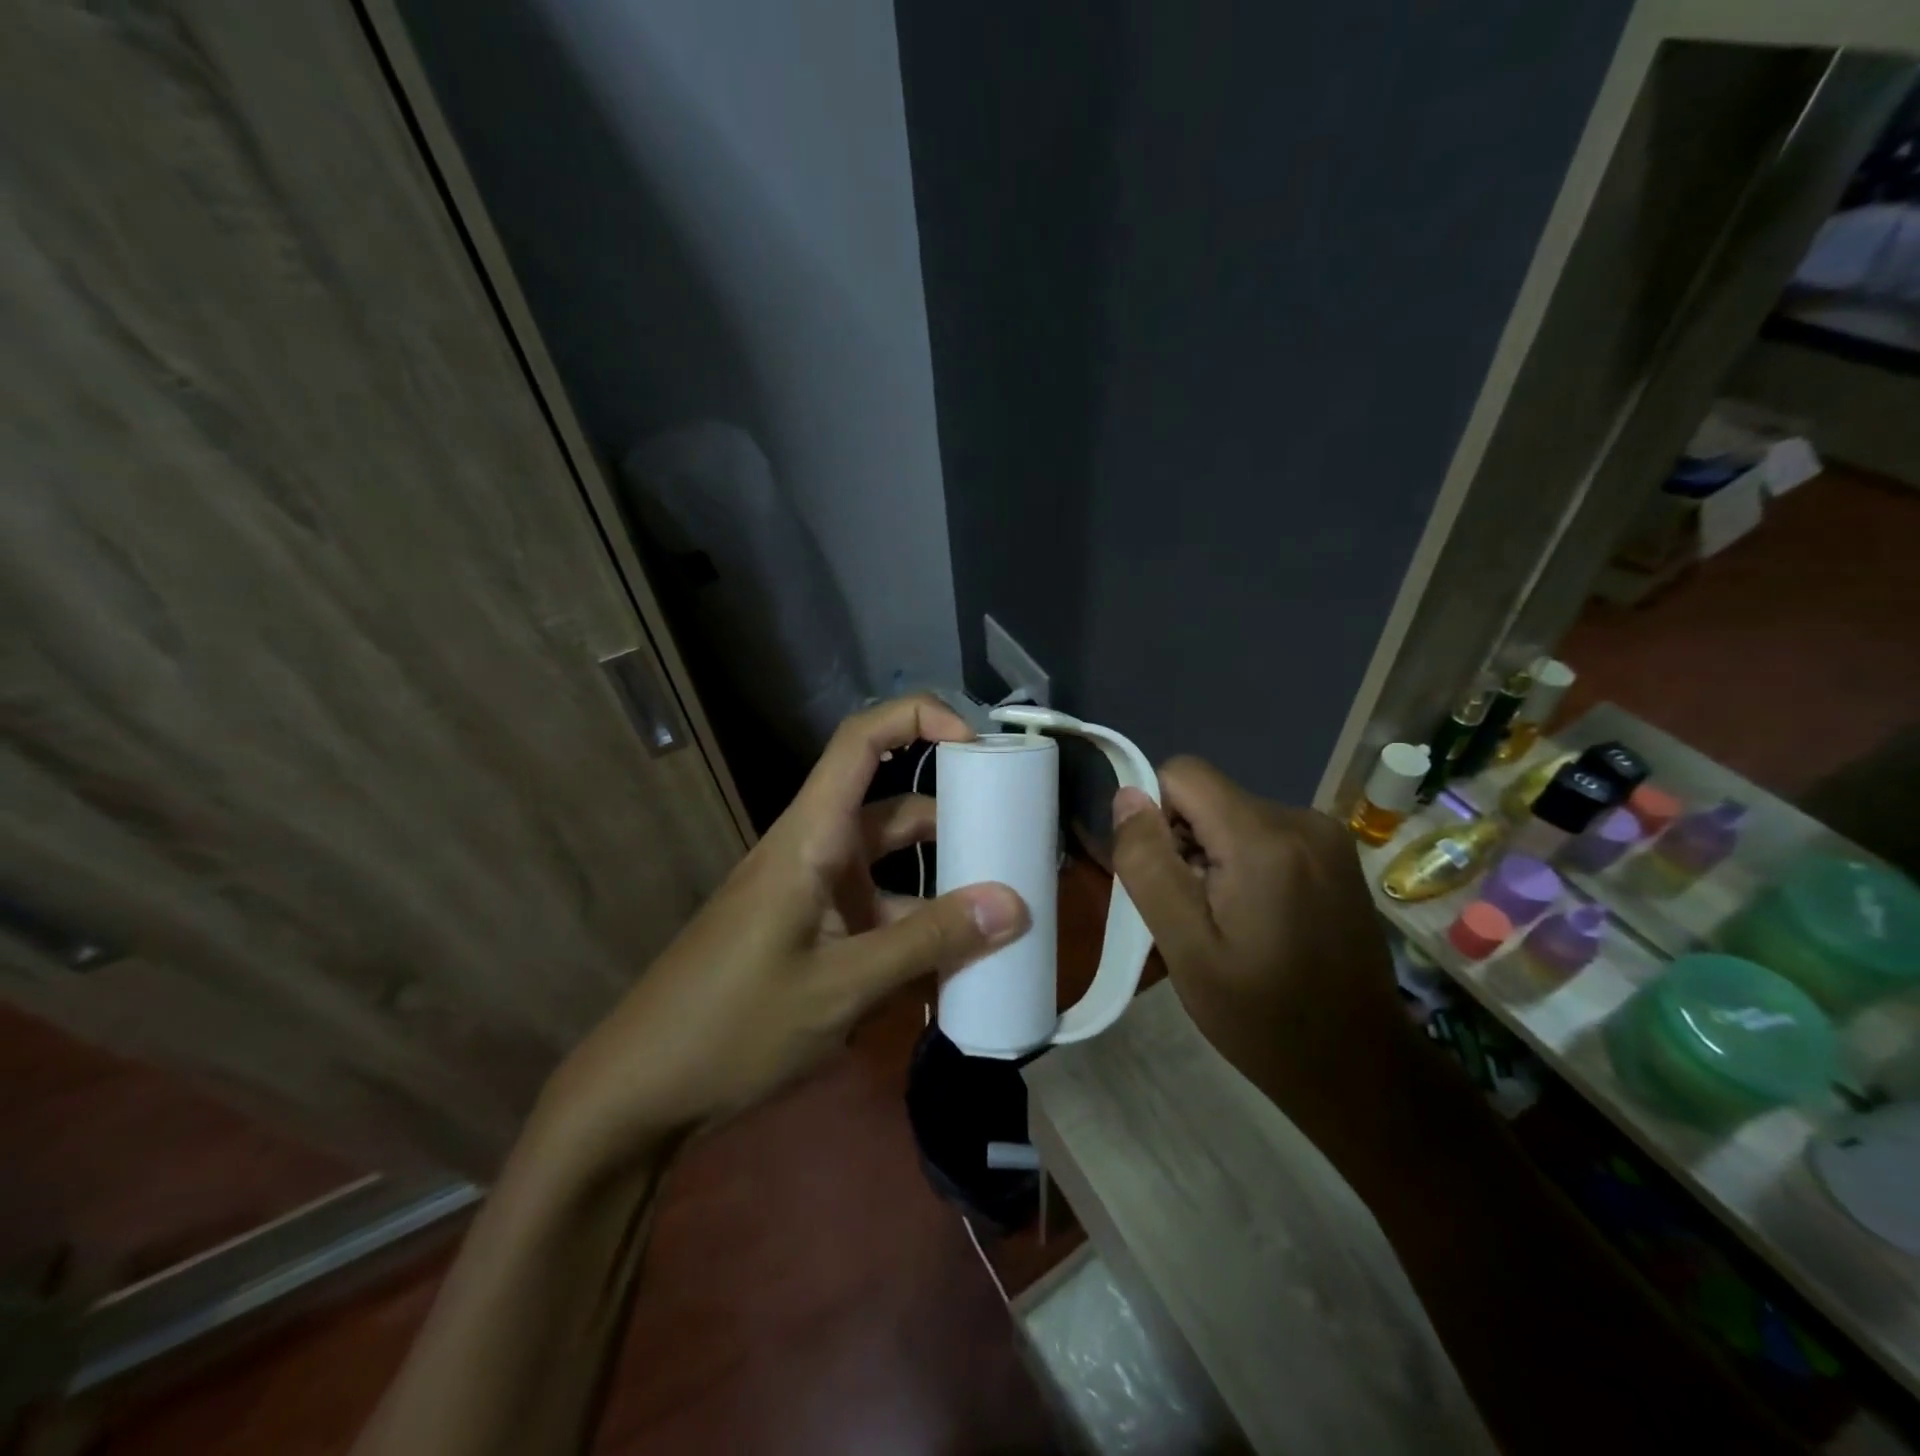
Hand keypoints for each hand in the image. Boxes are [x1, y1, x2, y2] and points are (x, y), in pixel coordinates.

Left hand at [537, 696, 1030, 1174]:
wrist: (641, 1090)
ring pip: (892, 869)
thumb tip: (1015, 905)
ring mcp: (813, 893)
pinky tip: (954, 970)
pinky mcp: (812, 932)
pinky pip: (877, 913)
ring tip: (1005, 916)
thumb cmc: (734, 1026)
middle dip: (957, 822)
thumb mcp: (843, 986)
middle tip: (1018, 848)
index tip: (979, 746)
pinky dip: (915, 930)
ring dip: (942, 888)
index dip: (920, 719)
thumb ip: (929, 943)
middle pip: (895, 809)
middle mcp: (814, 850)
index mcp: (811, 836)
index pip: (861, 741)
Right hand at [1109, 757, 1408, 1153]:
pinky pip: (1265, 834)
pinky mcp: (1337, 855)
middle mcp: (1302, 820)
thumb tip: (1127, 796)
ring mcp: (1328, 836)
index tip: (1166, 879)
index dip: (1157, 816)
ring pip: (1234, 817)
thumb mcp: (1186, 948)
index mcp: (1264, 839)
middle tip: (1195, 916)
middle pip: (1209, 798)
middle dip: (1186, 843)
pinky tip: (1259, 920)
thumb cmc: (1262, 1016)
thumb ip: (1149, 865)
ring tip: (1228, 924)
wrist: (1360, 1068)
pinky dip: (1245, 864)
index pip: (1183, 773)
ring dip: (1215, 858)